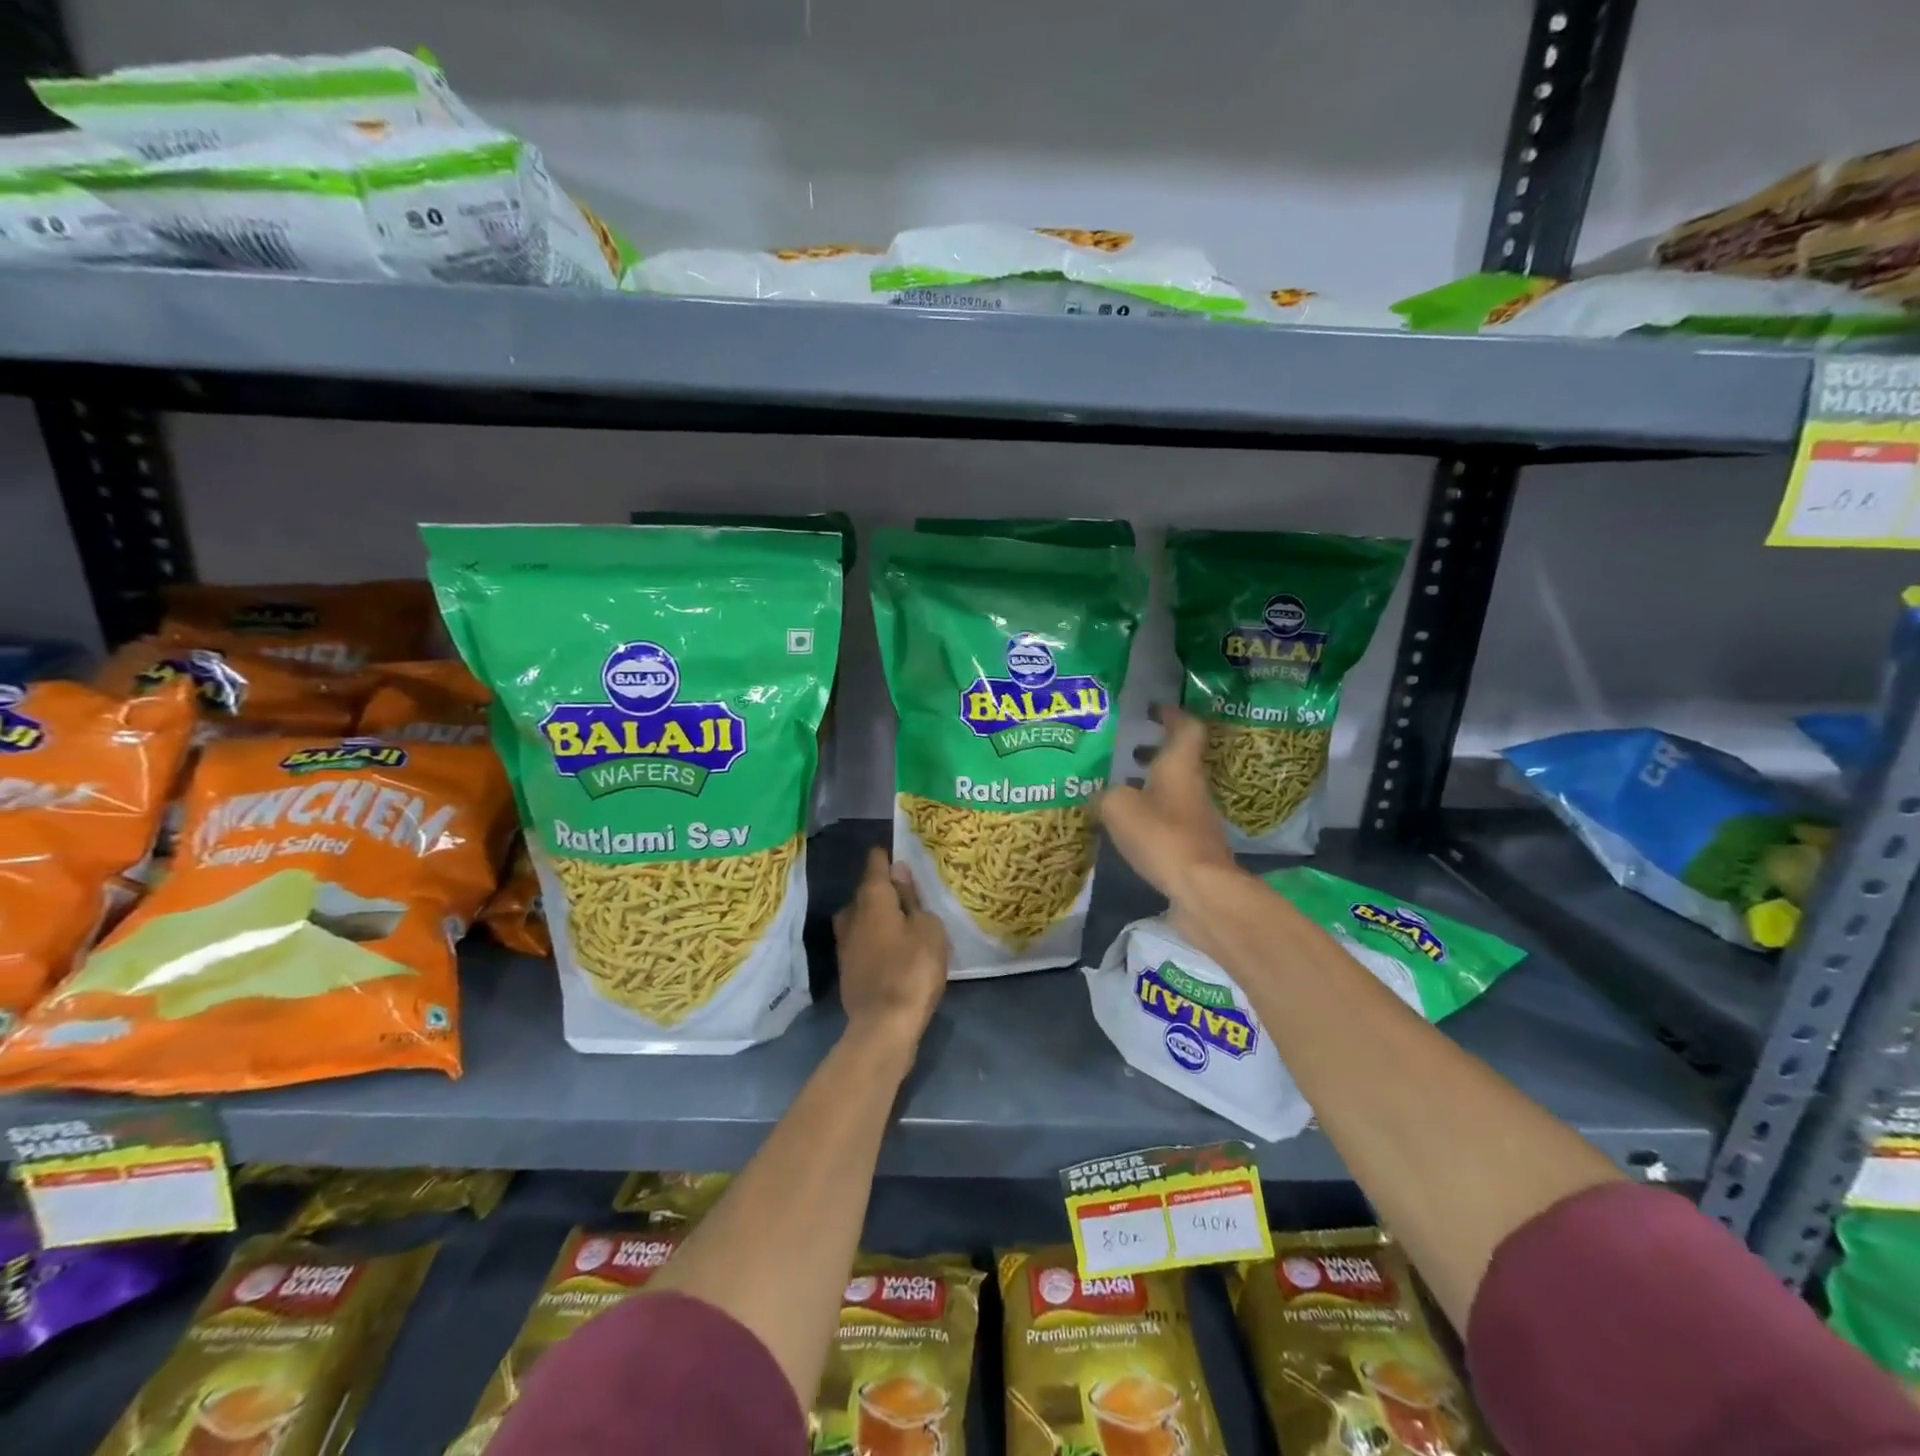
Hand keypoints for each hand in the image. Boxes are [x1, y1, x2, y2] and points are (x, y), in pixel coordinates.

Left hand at [833, 847, 947, 1053]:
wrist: (884, 1025)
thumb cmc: (913, 968)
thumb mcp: (927, 928)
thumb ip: (912, 898)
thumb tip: (899, 871)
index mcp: (872, 898)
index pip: (875, 864)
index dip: (887, 856)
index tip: (901, 852)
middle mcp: (851, 914)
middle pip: (866, 891)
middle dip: (884, 889)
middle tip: (910, 892)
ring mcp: (844, 943)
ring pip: (861, 917)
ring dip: (878, 915)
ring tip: (902, 920)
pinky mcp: (846, 968)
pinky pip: (862, 940)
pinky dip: (875, 938)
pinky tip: (892, 947)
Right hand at [1096, 705, 1245, 929]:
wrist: (1200, 888)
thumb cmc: (1161, 835)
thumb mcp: (1118, 807)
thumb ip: (1105, 795)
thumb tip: (1100, 797)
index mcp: (1179, 765)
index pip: (1186, 727)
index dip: (1172, 715)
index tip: (1154, 710)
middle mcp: (1193, 786)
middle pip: (1179, 759)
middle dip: (1155, 752)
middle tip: (1128, 752)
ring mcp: (1197, 816)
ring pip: (1174, 788)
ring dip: (1151, 784)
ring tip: (1120, 789)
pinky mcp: (1194, 844)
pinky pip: (1170, 817)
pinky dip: (1152, 813)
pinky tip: (1129, 826)